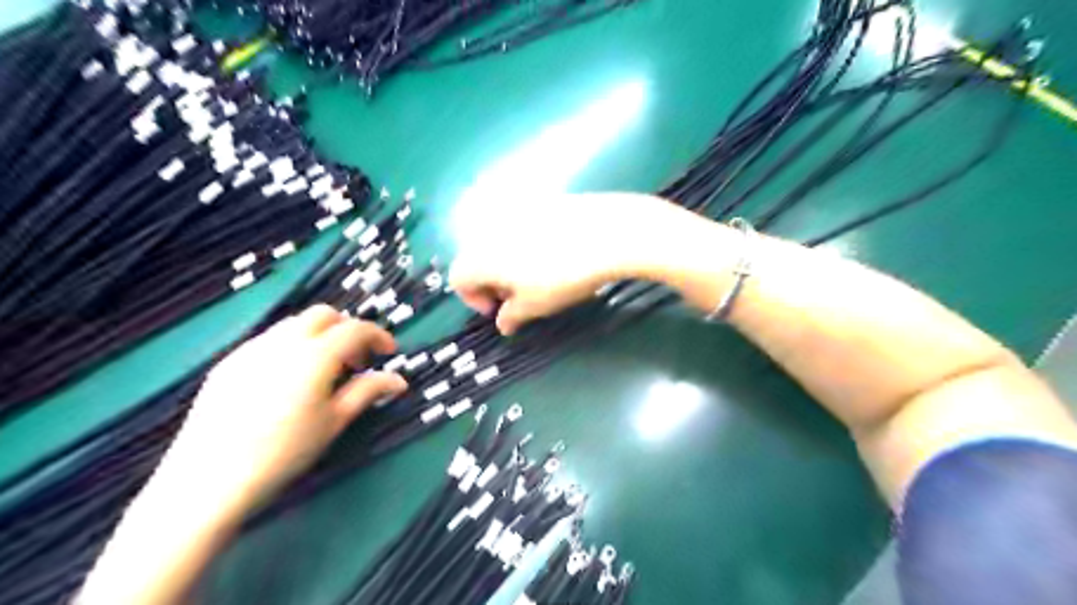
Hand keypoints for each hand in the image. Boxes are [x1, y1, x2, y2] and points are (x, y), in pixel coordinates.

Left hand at [158, 308, 409, 514]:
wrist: (208, 480)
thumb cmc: (284, 451)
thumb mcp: (335, 421)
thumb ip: (368, 391)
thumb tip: (399, 380)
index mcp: (315, 355)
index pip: (356, 328)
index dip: (378, 336)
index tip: (389, 353)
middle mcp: (283, 341)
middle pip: (324, 315)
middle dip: (347, 329)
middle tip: (356, 360)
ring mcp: (251, 349)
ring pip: (294, 324)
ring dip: (319, 335)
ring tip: (324, 371)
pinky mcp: (228, 363)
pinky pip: (269, 340)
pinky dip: (291, 347)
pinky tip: (289, 381)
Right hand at [448, 190, 683, 335]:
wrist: (607, 233)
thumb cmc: (562, 277)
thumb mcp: (535, 306)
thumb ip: (511, 316)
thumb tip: (503, 323)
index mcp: (480, 256)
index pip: (458, 279)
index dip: (475, 300)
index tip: (500, 310)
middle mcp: (489, 229)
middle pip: (477, 258)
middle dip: (492, 281)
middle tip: (520, 297)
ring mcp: (515, 211)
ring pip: (499, 242)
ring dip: (508, 263)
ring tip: (539, 276)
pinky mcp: (540, 201)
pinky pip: (522, 227)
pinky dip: (527, 244)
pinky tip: (556, 253)